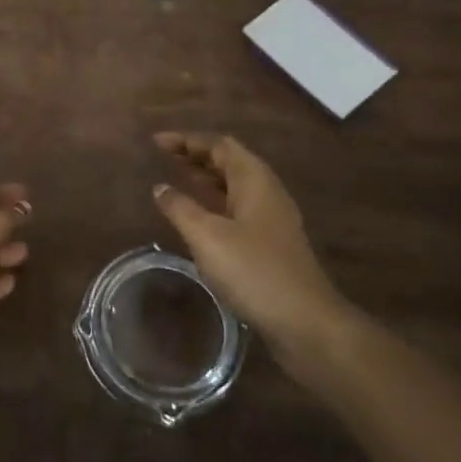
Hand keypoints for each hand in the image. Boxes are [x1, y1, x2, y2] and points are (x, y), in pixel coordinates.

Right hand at [152, 133, 348, 352]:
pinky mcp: (270, 242)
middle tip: (162, 157)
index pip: (219, 144)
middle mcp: (266, 191)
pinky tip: (198, 216)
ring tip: (175, 178)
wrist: (304, 321)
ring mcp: (271, 218)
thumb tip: (160, 187)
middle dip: (195, 155)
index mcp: (254, 180)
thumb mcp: (207, 236)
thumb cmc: (253, 271)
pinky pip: (237, 207)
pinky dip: (214, 201)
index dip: (187, 140)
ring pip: (233, 185)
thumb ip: (180, 208)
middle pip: (228, 161)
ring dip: (204, 178)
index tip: (156, 142)